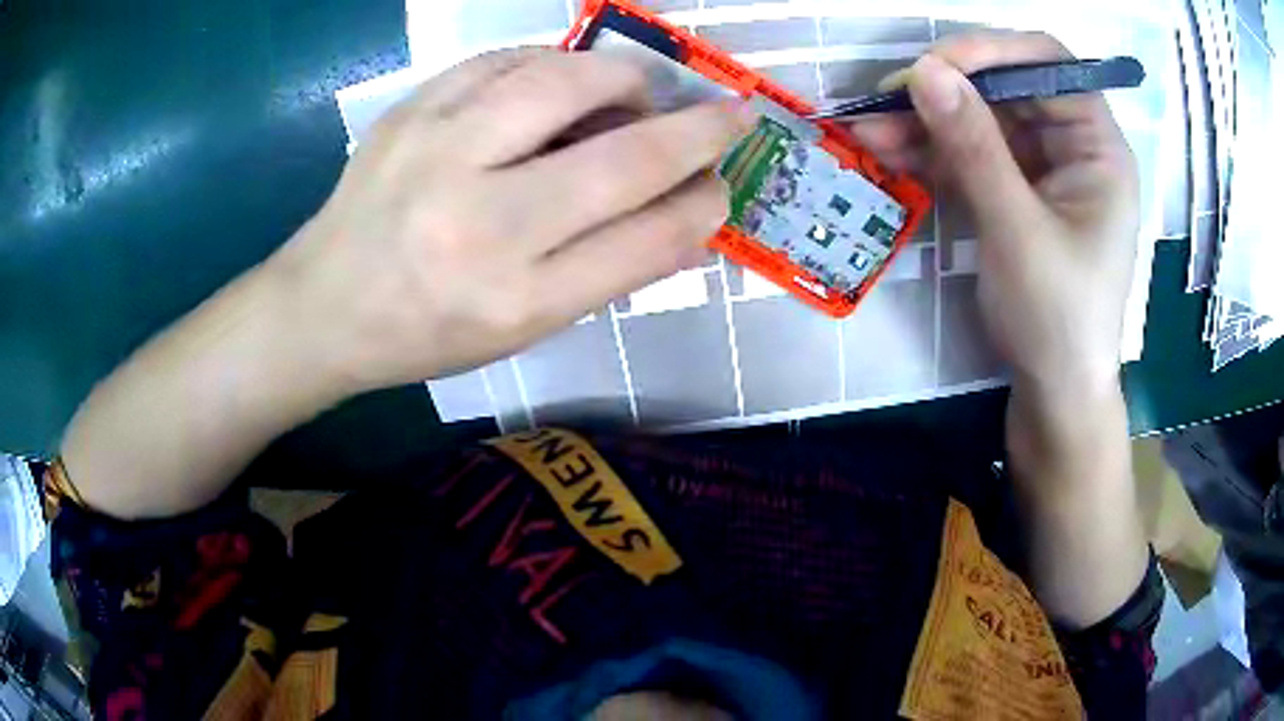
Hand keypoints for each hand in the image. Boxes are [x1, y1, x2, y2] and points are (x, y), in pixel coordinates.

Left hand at [268, 48, 751, 394]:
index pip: (646, 240)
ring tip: (638, 95)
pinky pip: (506, 60)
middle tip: (727, 117)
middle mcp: (480, 224)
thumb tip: (693, 223)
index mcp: (515, 299)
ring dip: (626, 79)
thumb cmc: (427, 331)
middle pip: (621, 157)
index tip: (724, 185)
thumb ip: (612, 272)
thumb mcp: (523, 328)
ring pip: (564, 82)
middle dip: (697, 131)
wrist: (324, 305)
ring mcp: (437, 154)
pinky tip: (563, 84)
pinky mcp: (412, 112)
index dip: (703, 206)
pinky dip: (555, 64)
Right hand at [849, 33, 1138, 395]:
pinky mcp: (1016, 193)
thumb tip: (922, 72)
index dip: (990, 51)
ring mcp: (1043, 170)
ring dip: (926, 124)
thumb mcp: (1018, 232)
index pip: (1047, 63)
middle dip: (945, 92)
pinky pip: (971, 156)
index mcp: (1098, 146)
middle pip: (1006, 88)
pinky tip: (890, 155)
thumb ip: (974, 148)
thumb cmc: (1057, 321)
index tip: (932, 68)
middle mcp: (1073, 146)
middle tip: (883, 102)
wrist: (1054, 395)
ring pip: (981, 121)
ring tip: (867, 133)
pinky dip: (933, 154)